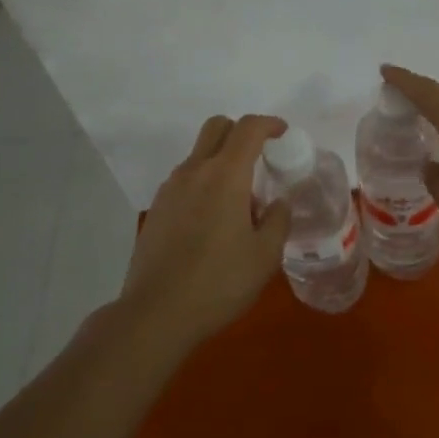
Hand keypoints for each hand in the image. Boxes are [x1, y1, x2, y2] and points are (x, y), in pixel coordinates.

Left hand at [120, 113, 291, 347]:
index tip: (283, 133)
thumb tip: (278, 203)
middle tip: (259, 157)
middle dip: (241, 131)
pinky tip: (212, 222)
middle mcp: (195, 171)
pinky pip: (185, 180)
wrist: (156, 313)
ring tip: (239, 202)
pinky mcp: (157, 209)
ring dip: (221, 161)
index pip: (248, 128)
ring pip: (199, 154)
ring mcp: (170, 189)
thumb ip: (278, 221)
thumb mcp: (265, 256)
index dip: (269, 124)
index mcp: (225, 175)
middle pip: (217, 127)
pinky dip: (203, 183)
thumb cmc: (218, 282)